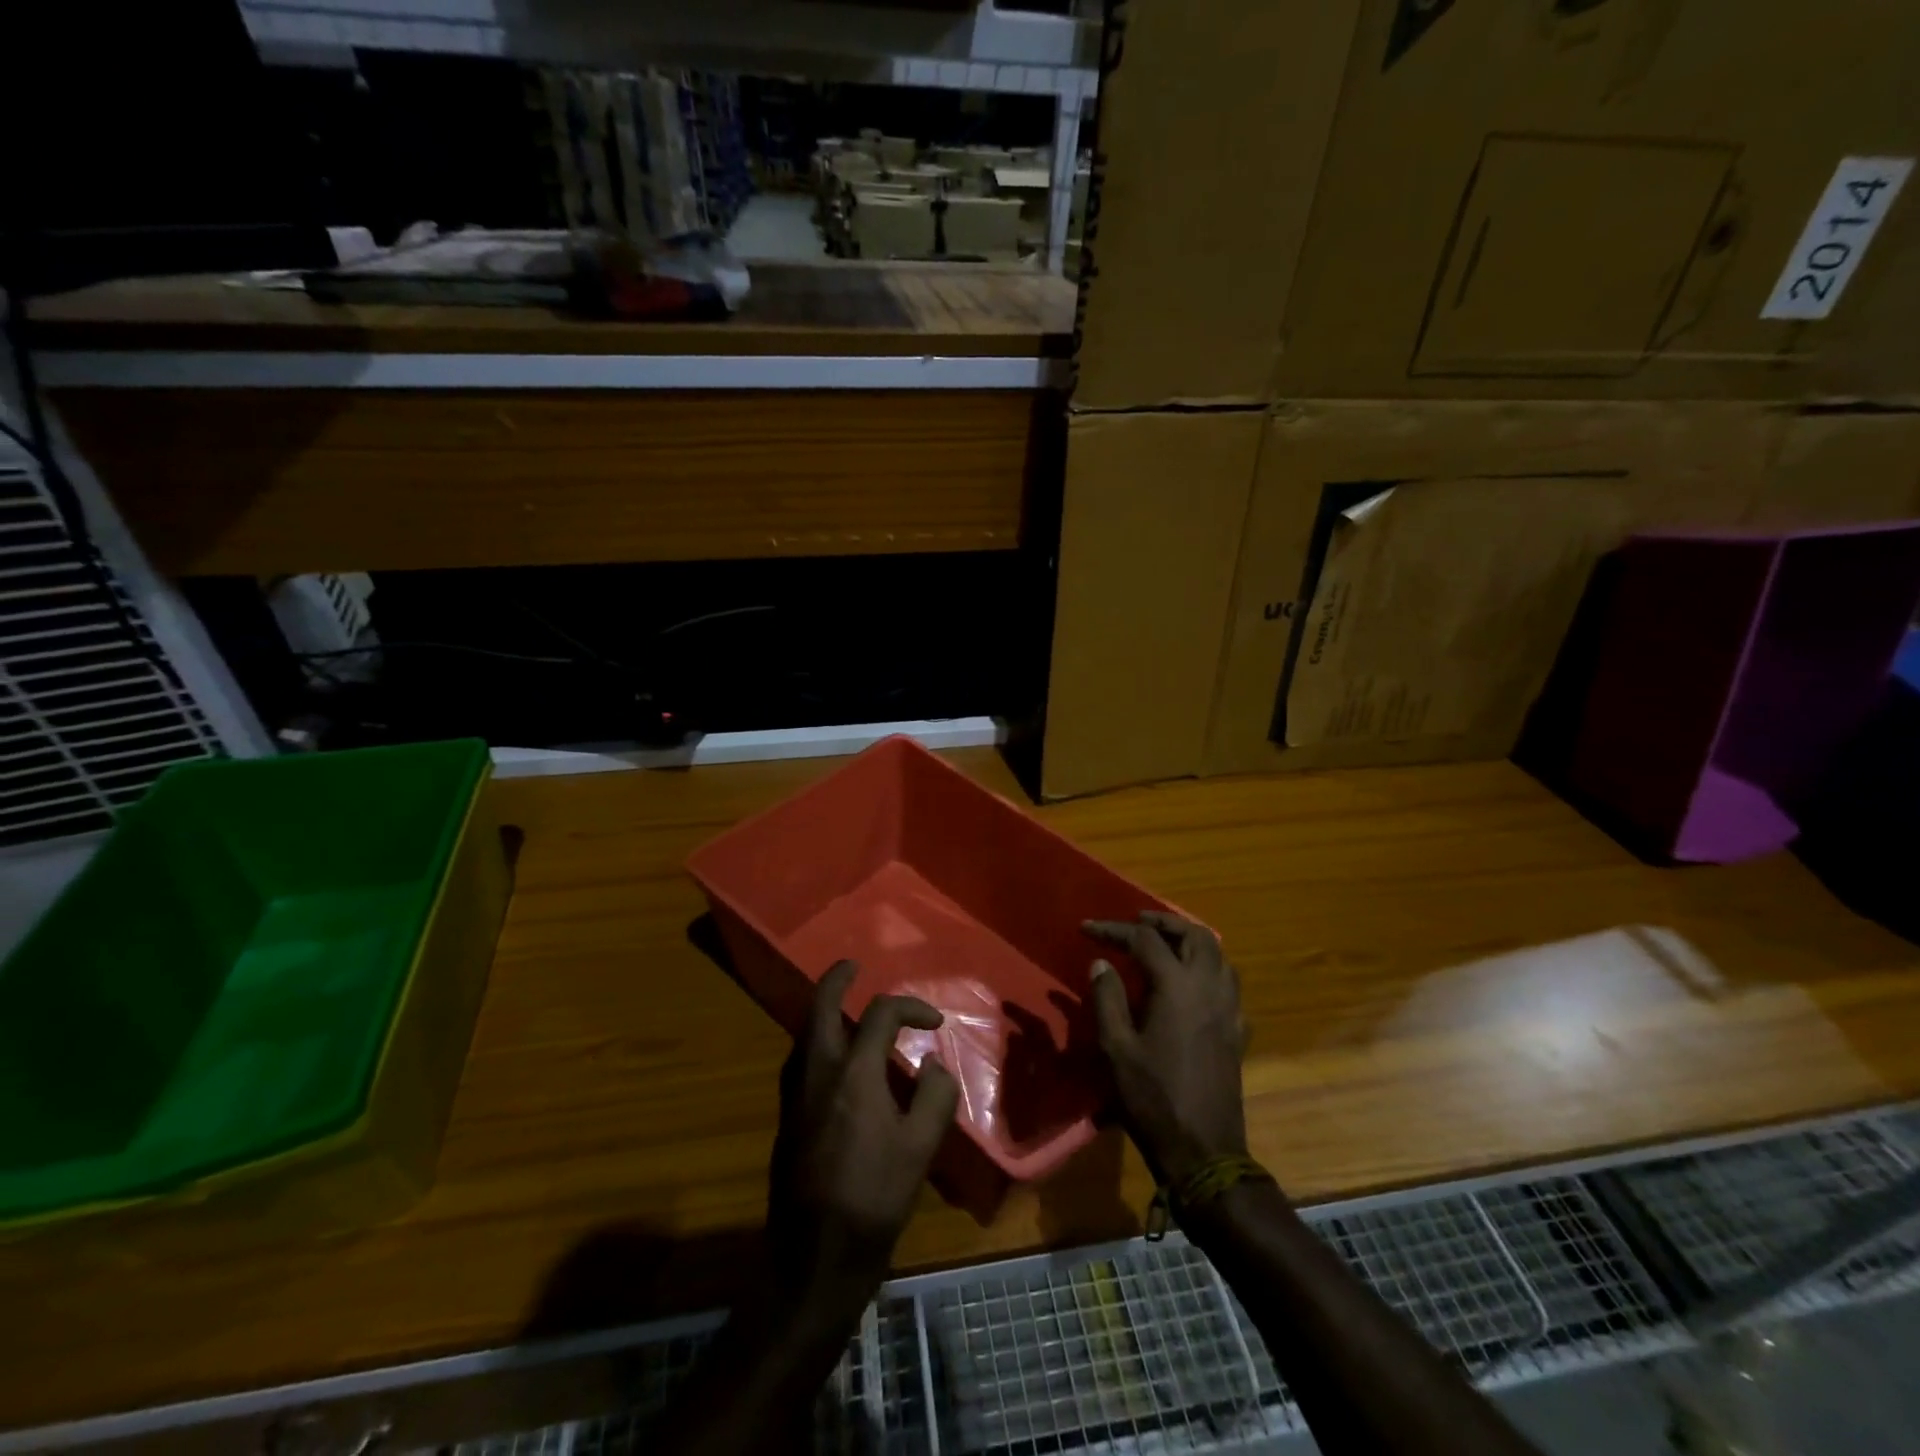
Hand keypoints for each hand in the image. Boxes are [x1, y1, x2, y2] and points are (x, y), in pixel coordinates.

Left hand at [766, 960, 959, 1320]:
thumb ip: (934, 1095)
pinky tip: (836, 1060)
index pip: (880, 1014)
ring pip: (805, 1032)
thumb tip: (930, 1063)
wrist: (813, 1258)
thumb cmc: (873, 1197)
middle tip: (853, 966)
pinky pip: (801, 1058)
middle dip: (837, 980)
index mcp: (852, 1072)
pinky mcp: (786, 1116)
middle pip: (820, 1006)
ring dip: (825, 1011)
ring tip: (848, 1010)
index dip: (911, 1007)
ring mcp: (794, 1093)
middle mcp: (817, 1071)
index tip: (935, 1024)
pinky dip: (819, 1040)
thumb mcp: (921, 1148)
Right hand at [1085, 912, 1248, 1185]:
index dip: (1114, 929)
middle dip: (1164, 923)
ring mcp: (1229, 1009)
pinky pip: (1228, 983)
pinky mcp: (1237, 1031)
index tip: (1088, 928)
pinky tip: (1190, 985)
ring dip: (1190, 941)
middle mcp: (1209, 988)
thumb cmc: (1152, 1098)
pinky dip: (1208, 969)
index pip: (1145, 940)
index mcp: (1177, 987)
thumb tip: (1102, 964)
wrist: (1203, 1151)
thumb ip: (1108, 999)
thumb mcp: (1116, 1048)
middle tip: (1137, 923)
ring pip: (1218, 955)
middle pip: (1194, 935)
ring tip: (1164, 945)